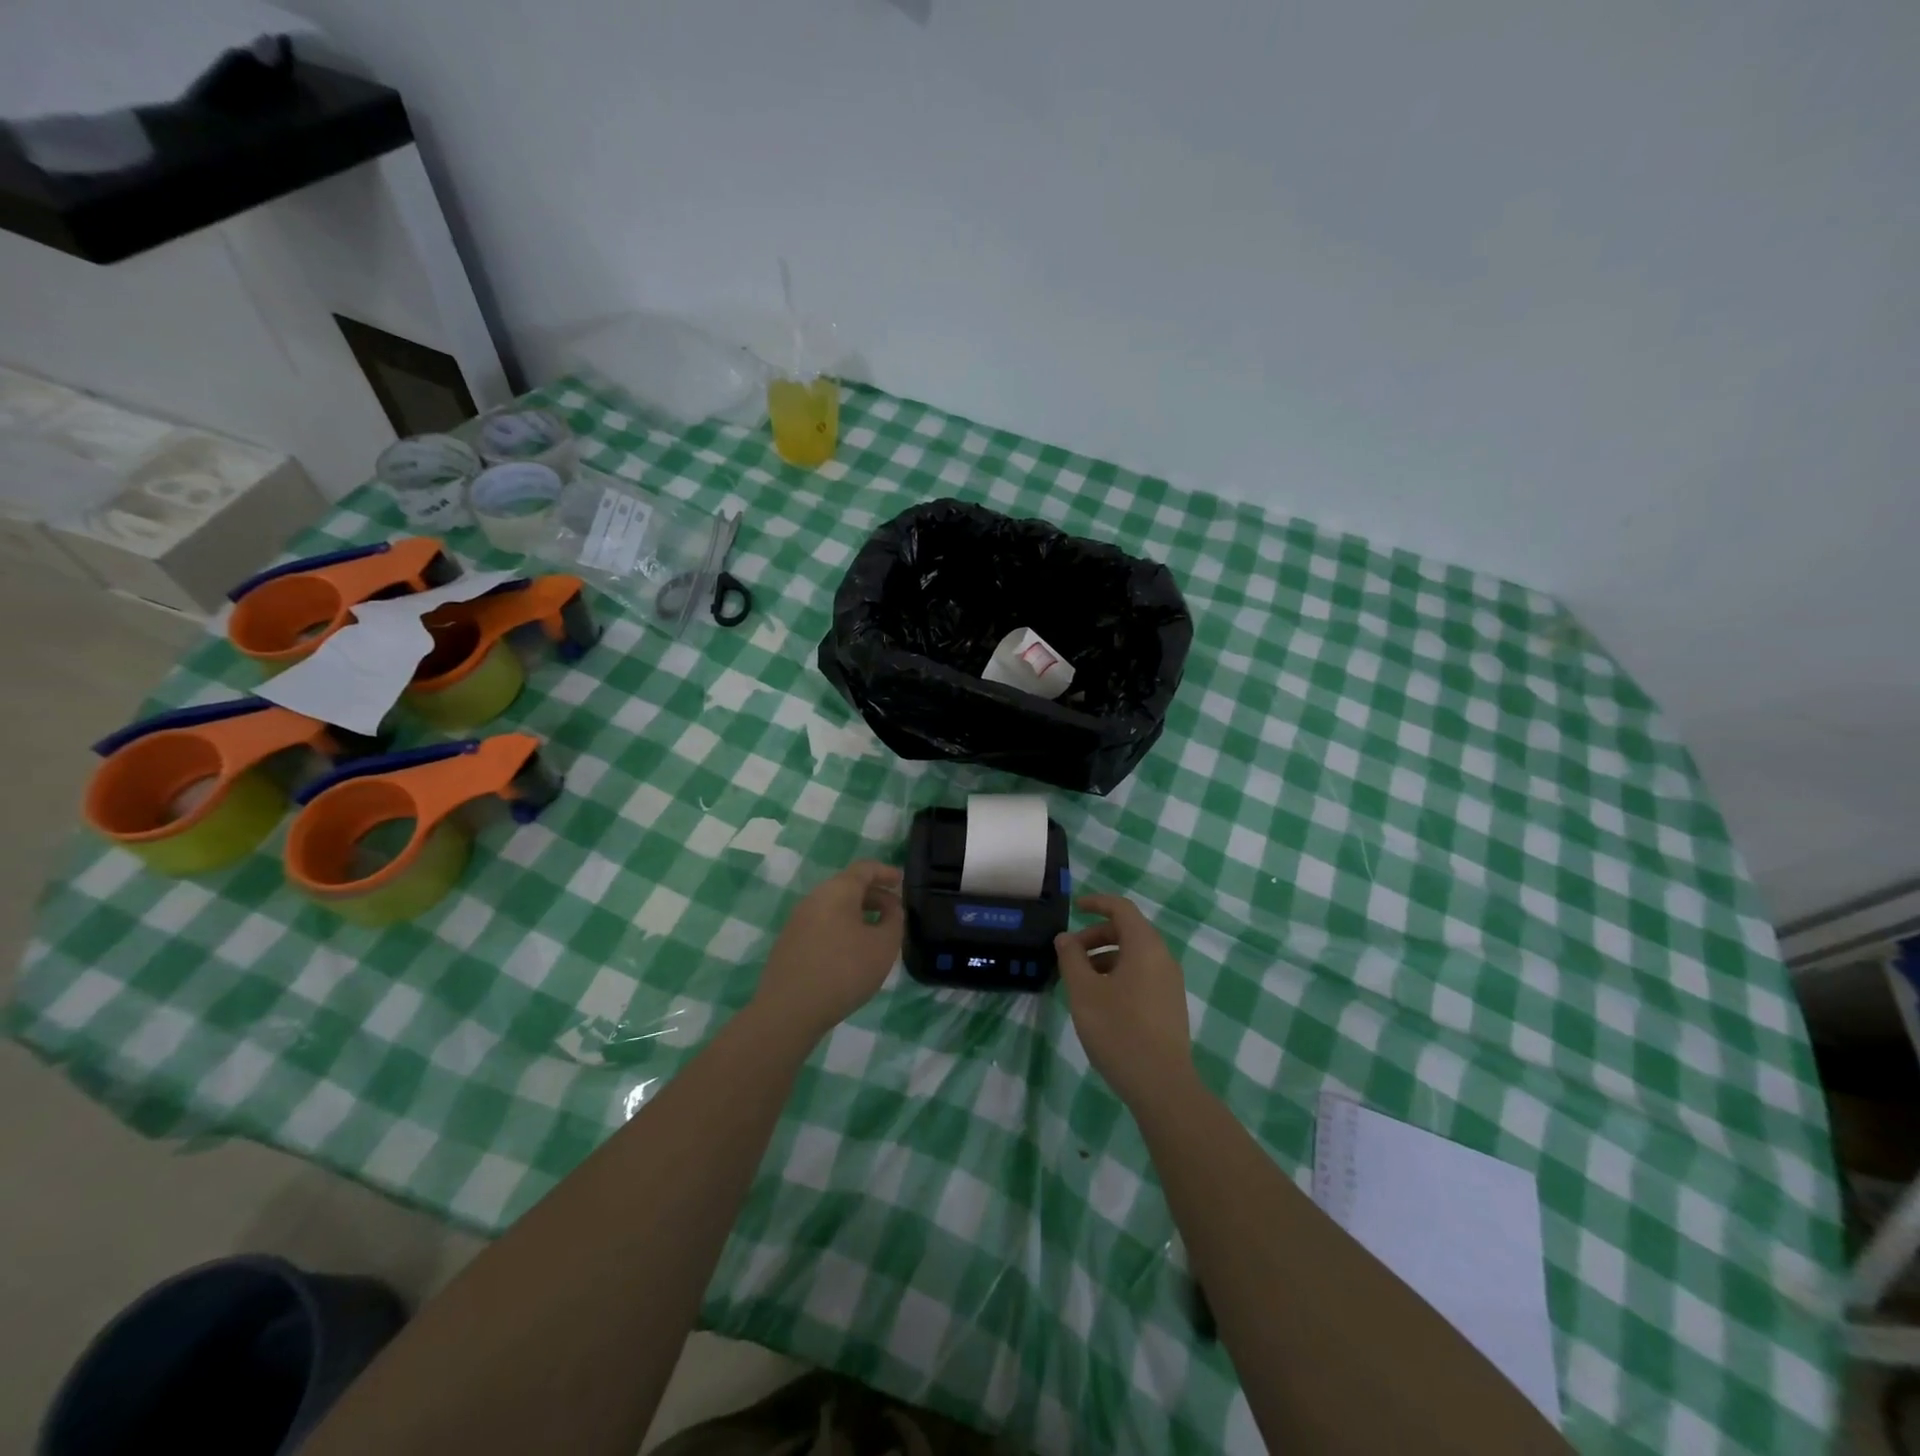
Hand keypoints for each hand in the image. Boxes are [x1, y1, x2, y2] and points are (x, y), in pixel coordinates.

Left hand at [752, 859, 904, 1043]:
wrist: (789, 1010)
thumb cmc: (843, 971)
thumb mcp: (883, 946)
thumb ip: (894, 922)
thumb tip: (891, 910)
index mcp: (837, 891)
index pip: (864, 869)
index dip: (885, 872)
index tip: (901, 882)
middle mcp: (814, 899)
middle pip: (847, 886)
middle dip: (874, 896)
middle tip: (894, 912)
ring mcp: (797, 921)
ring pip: (834, 907)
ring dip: (858, 914)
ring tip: (875, 934)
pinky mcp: (789, 943)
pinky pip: (822, 924)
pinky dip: (842, 928)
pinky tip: (851, 952)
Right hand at [1055, 894, 1194, 1105]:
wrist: (1161, 1085)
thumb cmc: (1118, 1030)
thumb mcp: (1084, 991)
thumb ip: (1072, 958)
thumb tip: (1066, 938)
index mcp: (1145, 946)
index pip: (1121, 909)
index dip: (1097, 903)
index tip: (1074, 909)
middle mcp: (1163, 958)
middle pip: (1128, 931)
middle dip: (1096, 935)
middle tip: (1069, 954)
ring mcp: (1170, 983)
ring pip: (1134, 955)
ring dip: (1105, 957)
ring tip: (1079, 981)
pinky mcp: (1170, 1004)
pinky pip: (1142, 974)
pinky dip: (1118, 974)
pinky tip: (1100, 1000)